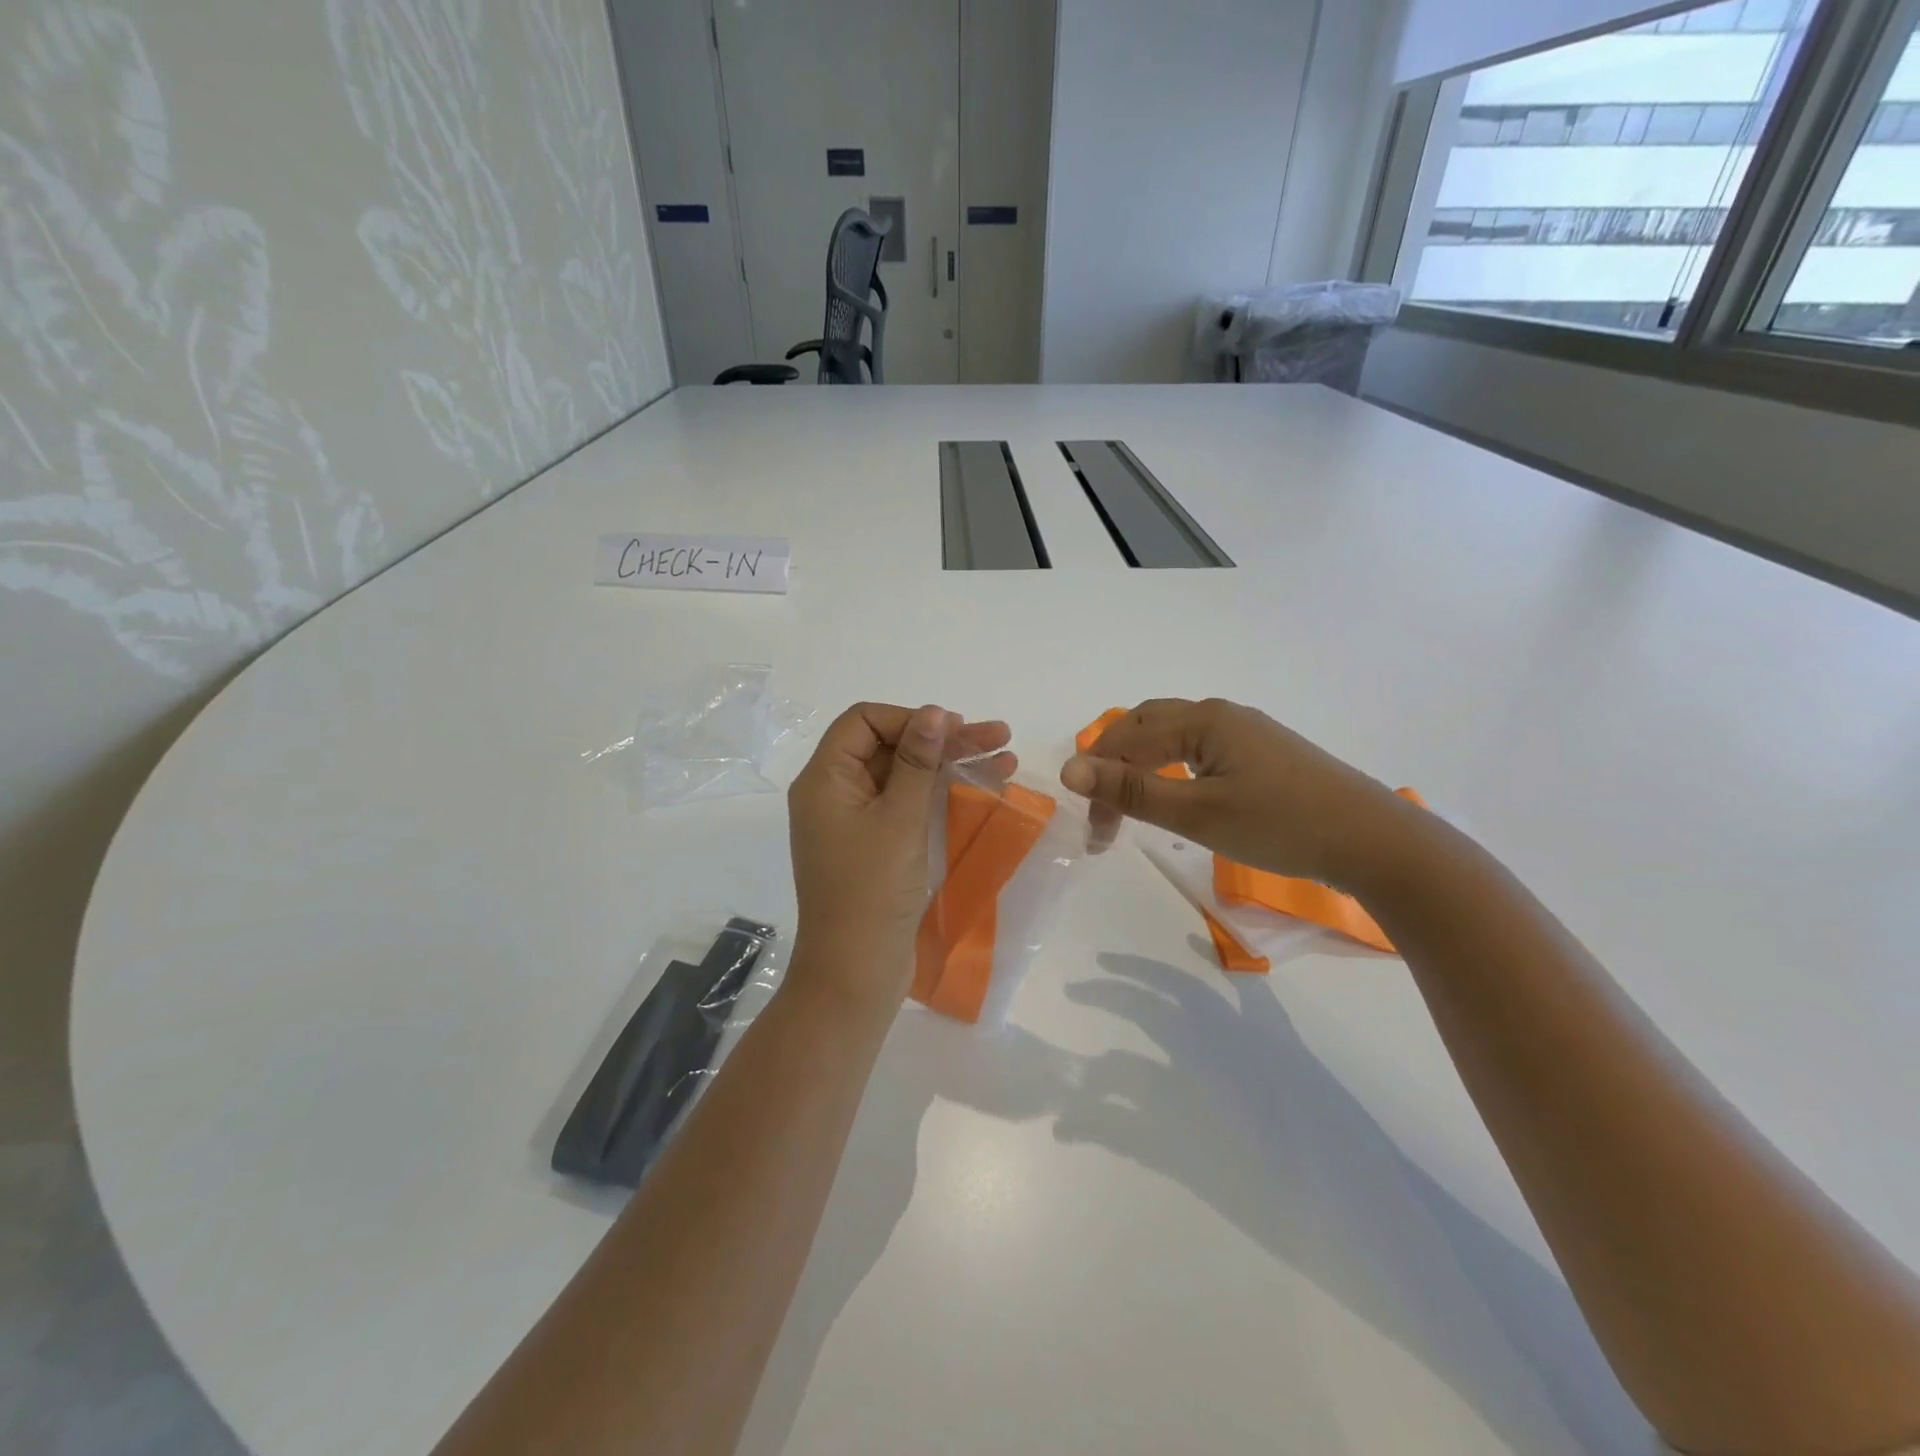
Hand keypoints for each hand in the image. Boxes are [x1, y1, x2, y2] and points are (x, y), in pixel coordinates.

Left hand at [788, 703, 1013, 1004]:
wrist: (856, 973)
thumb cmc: (872, 891)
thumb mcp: (899, 819)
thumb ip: (917, 761)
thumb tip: (933, 713)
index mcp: (825, 779)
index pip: (864, 721)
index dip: (910, 718)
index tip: (954, 730)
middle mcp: (835, 793)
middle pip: (889, 746)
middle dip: (943, 740)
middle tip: (1000, 737)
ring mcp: (856, 821)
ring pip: (905, 776)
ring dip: (951, 765)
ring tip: (1006, 757)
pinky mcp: (876, 846)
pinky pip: (908, 806)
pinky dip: (942, 795)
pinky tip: (985, 787)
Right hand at [1060, 698, 1412, 888]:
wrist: (1372, 839)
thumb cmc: (1280, 825)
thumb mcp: (1197, 812)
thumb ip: (1131, 791)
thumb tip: (1068, 770)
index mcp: (1202, 719)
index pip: (1126, 740)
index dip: (1099, 781)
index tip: (1094, 833)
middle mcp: (1220, 714)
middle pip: (1145, 727)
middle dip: (1115, 767)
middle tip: (1105, 816)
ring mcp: (1246, 731)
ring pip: (1172, 737)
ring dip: (1142, 766)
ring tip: (1131, 805)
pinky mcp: (1263, 752)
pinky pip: (1199, 749)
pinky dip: (1171, 769)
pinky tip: (1178, 794)